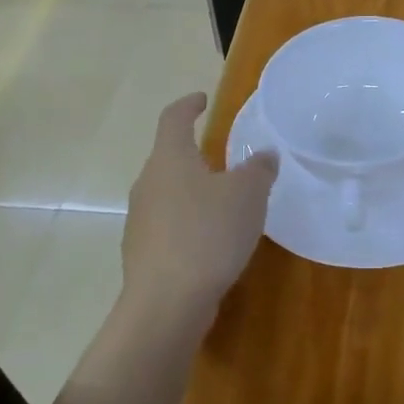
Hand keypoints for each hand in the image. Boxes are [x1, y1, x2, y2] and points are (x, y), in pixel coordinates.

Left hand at [122, 93, 278, 336]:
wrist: (167, 302)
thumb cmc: (208, 234)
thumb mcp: (248, 195)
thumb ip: (259, 169)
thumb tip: (264, 154)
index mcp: (170, 159)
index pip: (174, 118)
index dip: (189, 105)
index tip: (202, 100)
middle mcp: (148, 183)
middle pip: (169, 158)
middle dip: (195, 156)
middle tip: (225, 160)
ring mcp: (140, 220)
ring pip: (168, 194)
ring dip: (193, 193)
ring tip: (224, 205)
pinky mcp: (142, 253)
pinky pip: (168, 226)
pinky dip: (188, 225)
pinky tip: (211, 243)